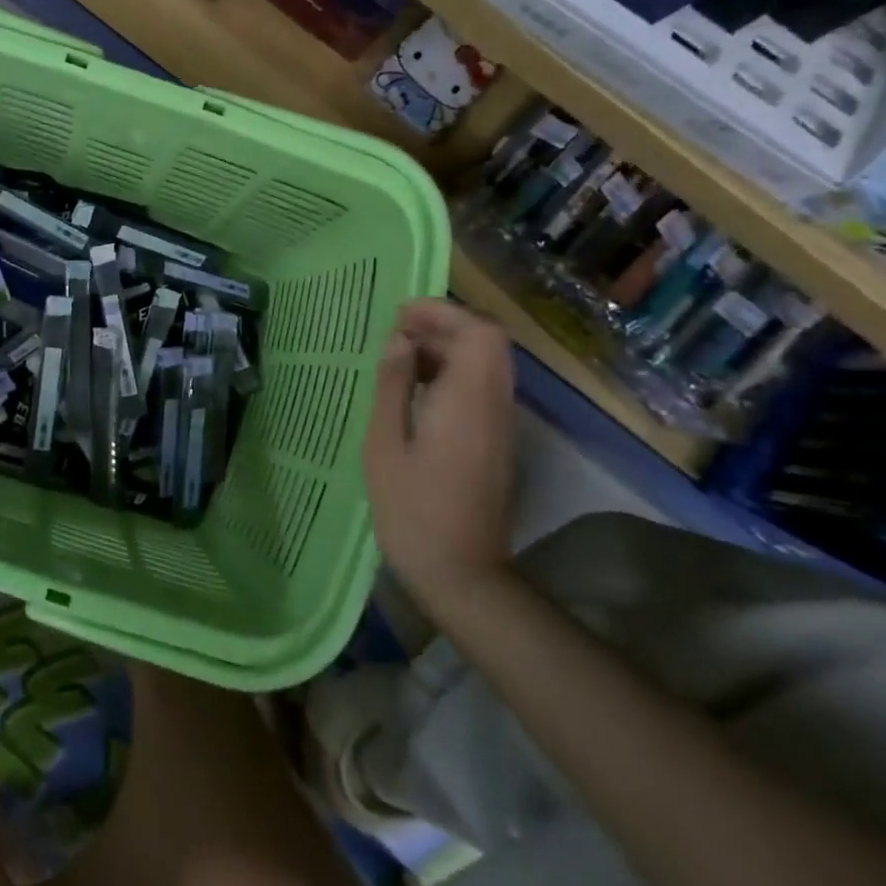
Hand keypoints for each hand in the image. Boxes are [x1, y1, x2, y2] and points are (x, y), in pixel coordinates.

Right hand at [362, 299, 516, 601]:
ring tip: (400, 358)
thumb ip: (394, 385)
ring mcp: (500, 424)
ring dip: (448, 349)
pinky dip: (454, 373)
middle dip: (444, 326)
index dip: (442, 312)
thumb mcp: (385, 444)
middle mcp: (494, 404)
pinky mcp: (496, 441)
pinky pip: (482, 388)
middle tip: (396, 333)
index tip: (399, 316)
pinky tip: (416, 390)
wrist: (461, 573)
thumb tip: (400, 340)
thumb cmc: (412, 508)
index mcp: (468, 400)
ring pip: (487, 363)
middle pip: (488, 342)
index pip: (478, 332)